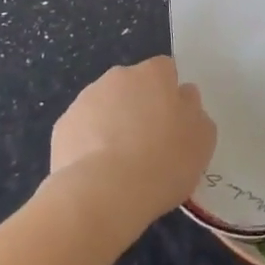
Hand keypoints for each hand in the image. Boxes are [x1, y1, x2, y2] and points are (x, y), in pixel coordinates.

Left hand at [46, 56, 216, 237]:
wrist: (104, 193)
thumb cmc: (163, 161)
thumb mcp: (202, 139)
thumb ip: (194, 111)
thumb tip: (183, 100)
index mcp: (154, 74)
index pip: (166, 71)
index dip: (170, 95)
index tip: (174, 123)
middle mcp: (118, 77)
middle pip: (134, 87)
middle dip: (140, 108)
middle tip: (150, 145)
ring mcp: (86, 99)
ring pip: (106, 107)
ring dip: (114, 126)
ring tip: (122, 166)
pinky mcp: (63, 126)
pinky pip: (83, 130)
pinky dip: (90, 146)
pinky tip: (99, 173)